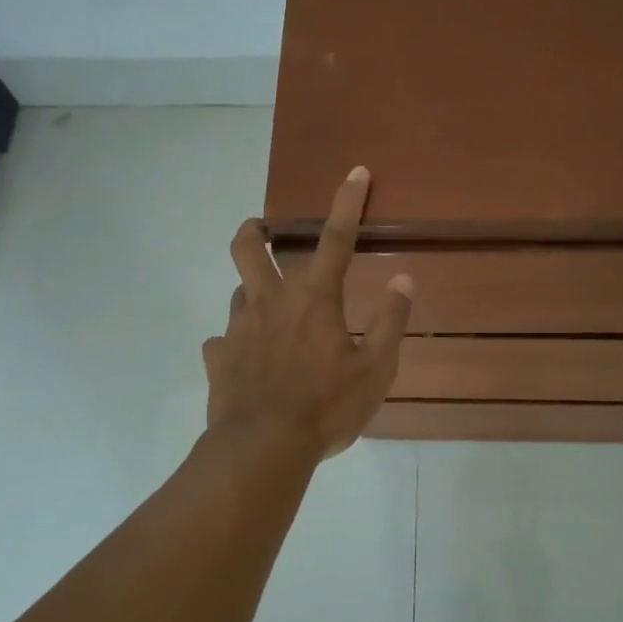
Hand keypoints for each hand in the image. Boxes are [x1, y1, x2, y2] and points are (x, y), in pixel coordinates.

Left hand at [204, 166, 414, 461]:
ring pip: (237, 292)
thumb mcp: (375, 369)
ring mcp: (237, 329)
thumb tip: (404, 279)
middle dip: (256, 230)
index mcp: (313, 299)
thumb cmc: (326, 407)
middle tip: (263, 230)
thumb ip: (390, 321)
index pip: (336, 238)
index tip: (356, 172)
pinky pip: (223, 342)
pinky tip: (246, 361)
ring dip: (252, 290)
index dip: (348, 202)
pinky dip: (235, 344)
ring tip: (268, 310)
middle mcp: (270, 302)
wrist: (263, 448)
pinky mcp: (218, 359)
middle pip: (250, 248)